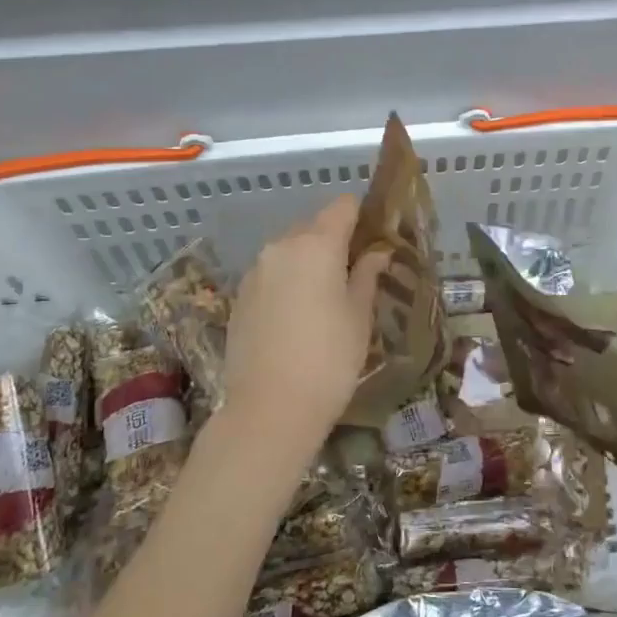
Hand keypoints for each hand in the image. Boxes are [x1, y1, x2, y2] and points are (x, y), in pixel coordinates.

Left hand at [222, 195, 390, 442]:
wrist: (269, 409)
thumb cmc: (329, 359)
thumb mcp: (359, 316)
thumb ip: (367, 275)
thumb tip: (377, 251)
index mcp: (316, 245)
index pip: (343, 206)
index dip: (363, 216)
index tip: (377, 238)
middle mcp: (280, 247)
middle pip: (313, 226)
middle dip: (336, 241)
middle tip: (357, 274)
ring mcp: (254, 272)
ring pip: (290, 251)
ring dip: (310, 263)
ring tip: (328, 299)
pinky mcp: (239, 297)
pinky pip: (272, 275)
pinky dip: (289, 282)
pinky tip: (300, 317)